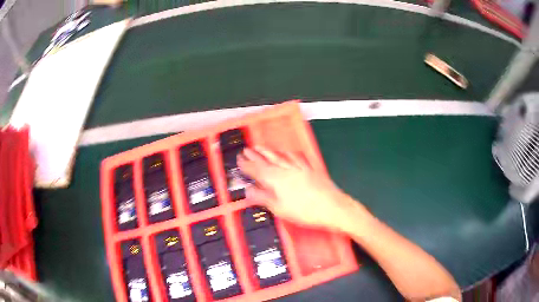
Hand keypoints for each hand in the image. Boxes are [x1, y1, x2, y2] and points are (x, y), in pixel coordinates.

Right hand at [237, 147, 361, 231]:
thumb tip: (248, 190)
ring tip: (259, 147)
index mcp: (276, 179)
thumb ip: (262, 197)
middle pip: (267, 160)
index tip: (239, 159)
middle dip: (255, 155)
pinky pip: (296, 157)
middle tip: (245, 150)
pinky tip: (287, 152)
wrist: (332, 207)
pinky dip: (288, 153)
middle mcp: (286, 169)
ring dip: (268, 151)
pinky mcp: (310, 168)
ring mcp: (299, 167)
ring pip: (279, 156)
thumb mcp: (279, 209)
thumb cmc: (304, 211)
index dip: (246, 165)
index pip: (256, 169)